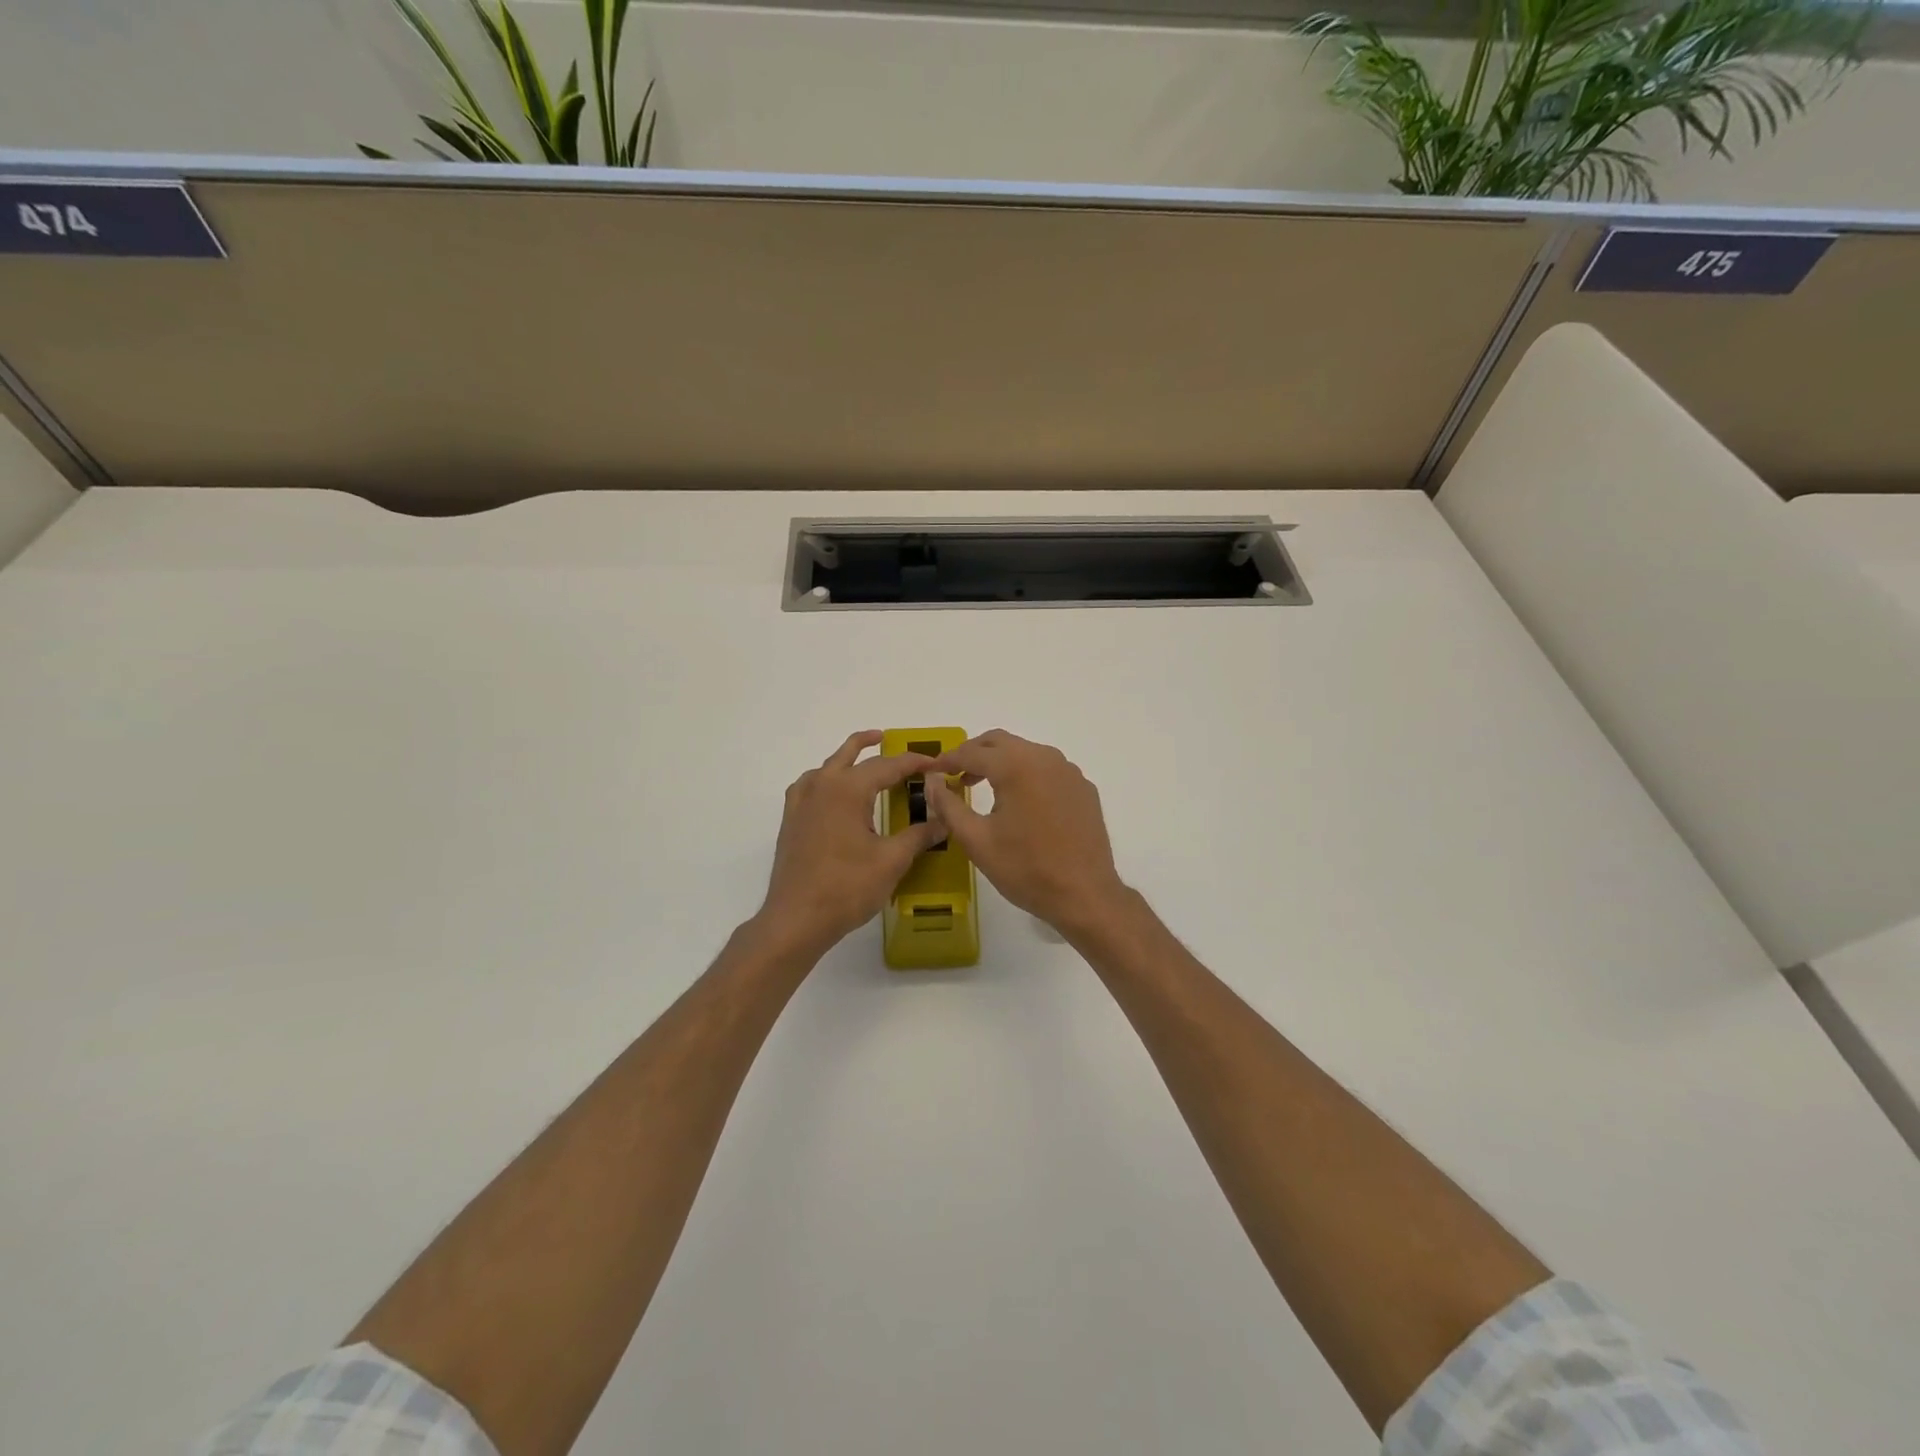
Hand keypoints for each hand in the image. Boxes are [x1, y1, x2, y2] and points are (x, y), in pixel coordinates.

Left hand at [756, 731, 949, 956]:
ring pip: (827, 766)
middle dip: (872, 744)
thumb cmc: (847, 887)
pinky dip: (826, 778)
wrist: (796, 919)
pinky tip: (833, 793)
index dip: (914, 762)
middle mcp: (821, 786)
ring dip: (847, 758)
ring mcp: (801, 802)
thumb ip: (920, 835)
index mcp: (847, 789)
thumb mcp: (892, 860)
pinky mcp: (791, 820)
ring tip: (863, 757)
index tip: (936, 762)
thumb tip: (945, 820)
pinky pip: (810, 785)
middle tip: (891, 739)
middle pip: (850, 754)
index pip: (887, 765)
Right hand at [923, 730, 1131, 936]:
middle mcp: (1045, 758)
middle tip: (953, 773)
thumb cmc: (1026, 869)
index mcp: (1017, 766)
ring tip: (981, 786)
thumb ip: (949, 806)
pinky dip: (1026, 775)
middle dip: (974, 753)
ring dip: (1000, 762)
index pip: (973, 752)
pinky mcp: (1083, 788)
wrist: (1085, 895)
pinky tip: (1019, 802)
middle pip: (1000, 742)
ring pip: (1026, 753)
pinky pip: (1048, 769)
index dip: (947, 760)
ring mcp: (1069, 772)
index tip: (930, 770)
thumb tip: (932, 782)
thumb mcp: (977, 840)